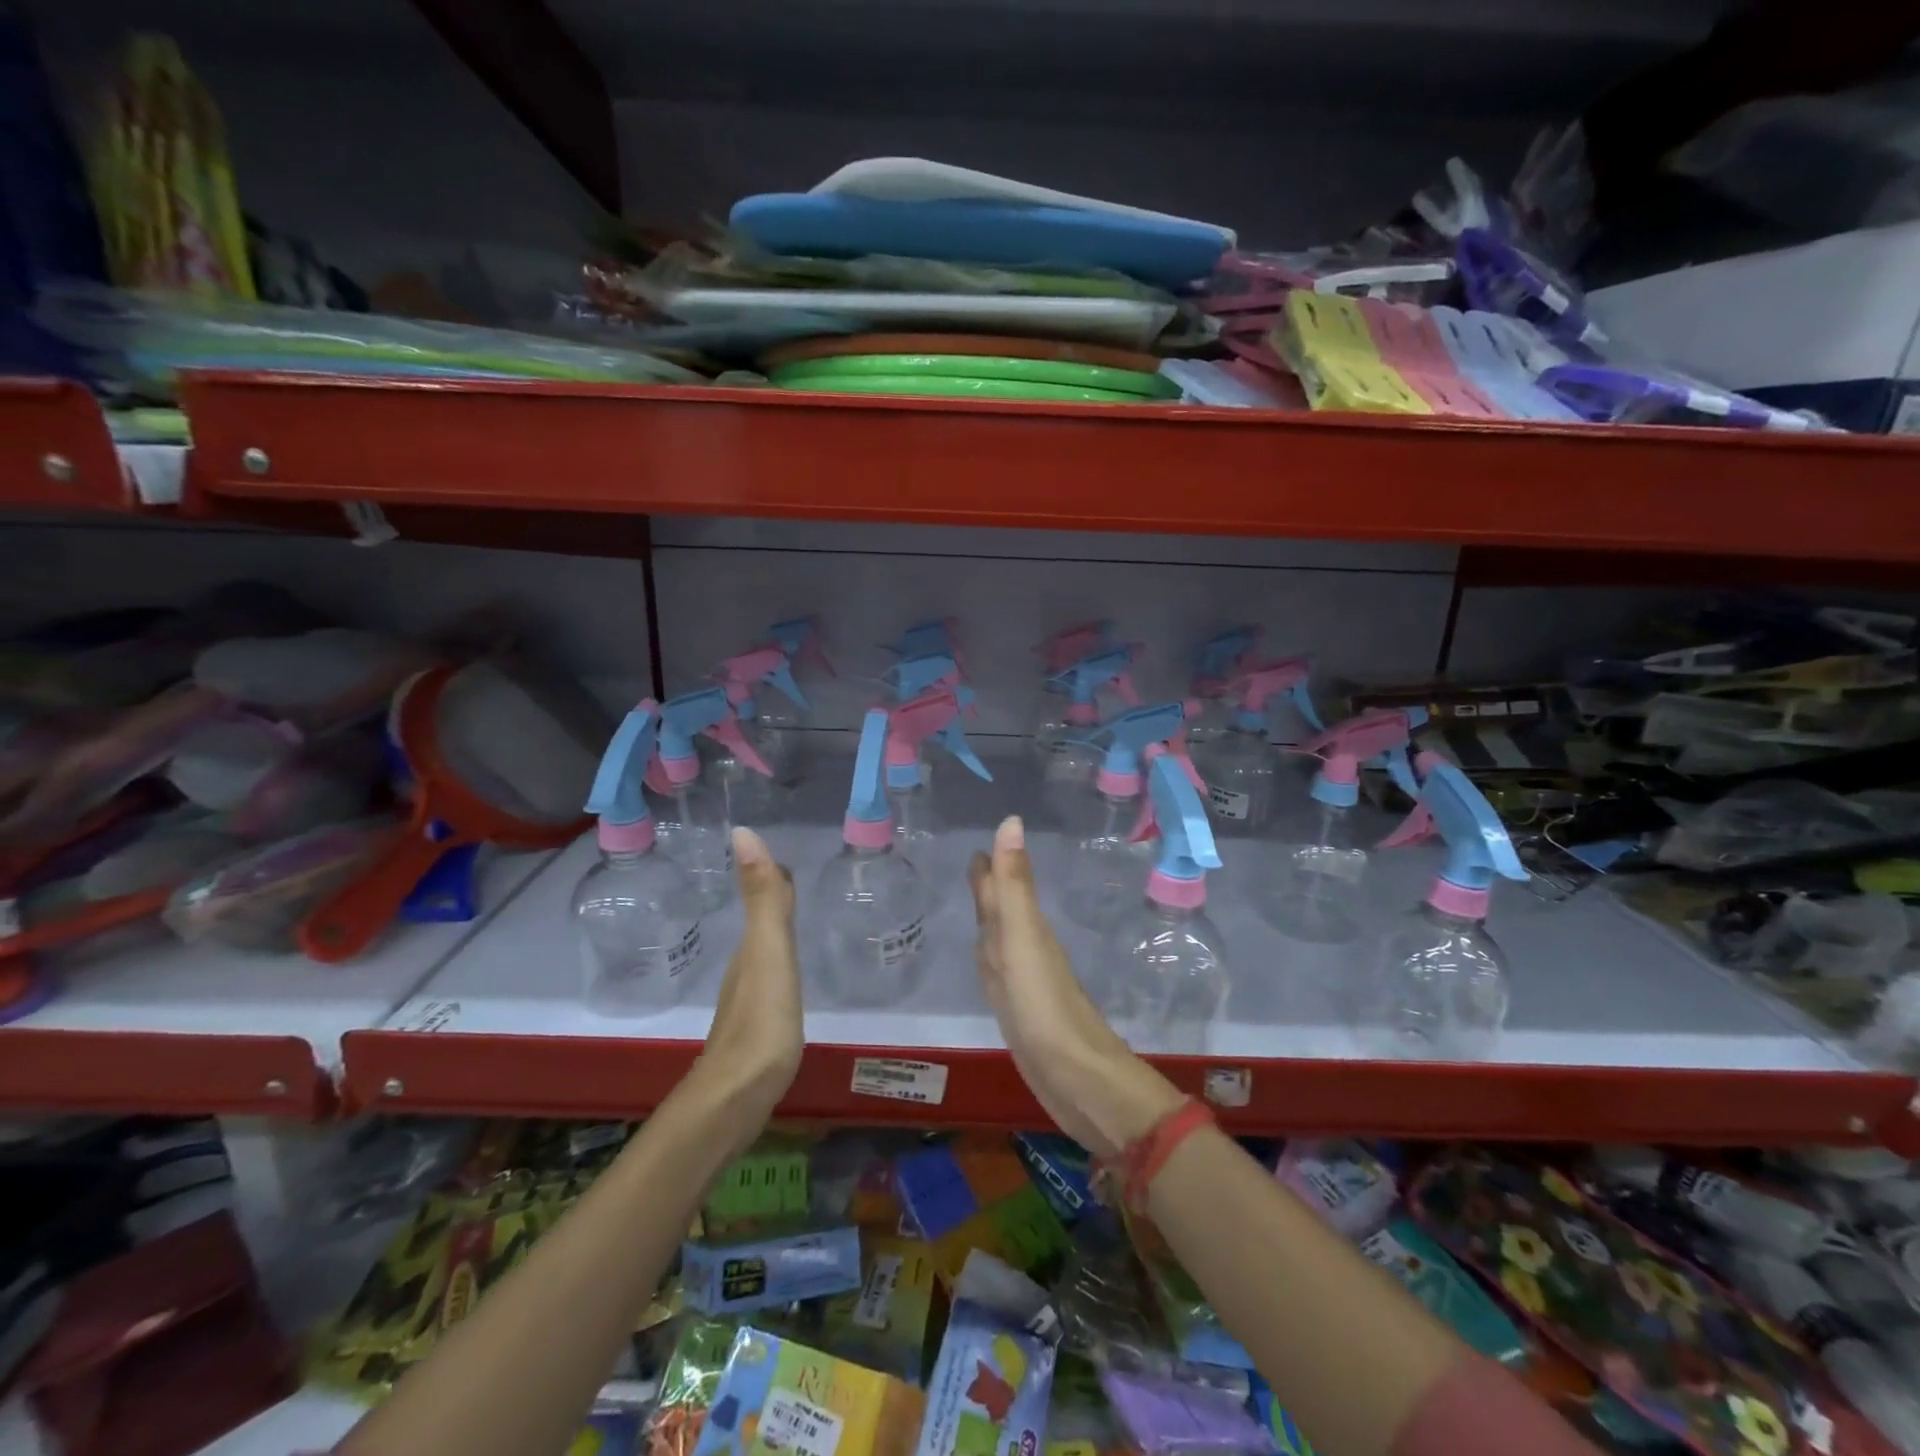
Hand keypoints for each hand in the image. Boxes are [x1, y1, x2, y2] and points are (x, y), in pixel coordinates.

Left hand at [687, 827, 802, 1139]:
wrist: (735, 1098)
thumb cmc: (760, 1021)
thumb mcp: (768, 954)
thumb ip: (762, 898)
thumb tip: (742, 832)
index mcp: (750, 948)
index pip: (763, 898)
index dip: (773, 874)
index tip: (788, 852)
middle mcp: (745, 968)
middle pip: (762, 923)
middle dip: (775, 897)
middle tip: (797, 876)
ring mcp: (748, 1000)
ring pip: (763, 951)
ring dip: (776, 929)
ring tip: (796, 915)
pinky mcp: (756, 1028)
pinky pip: (770, 979)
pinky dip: (780, 963)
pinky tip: (788, 973)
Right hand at [969, 816, 1182, 1157]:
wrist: (1077, 1078)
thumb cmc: (1045, 1005)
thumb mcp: (1023, 938)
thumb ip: (1013, 884)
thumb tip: (1011, 820)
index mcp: (1025, 928)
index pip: (1002, 888)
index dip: (991, 864)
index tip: (980, 839)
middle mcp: (1024, 949)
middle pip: (1001, 910)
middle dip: (988, 886)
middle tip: (975, 861)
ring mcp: (1023, 982)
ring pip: (999, 940)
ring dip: (988, 919)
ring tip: (977, 901)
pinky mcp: (1019, 1013)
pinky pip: (998, 974)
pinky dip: (989, 959)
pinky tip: (989, 960)